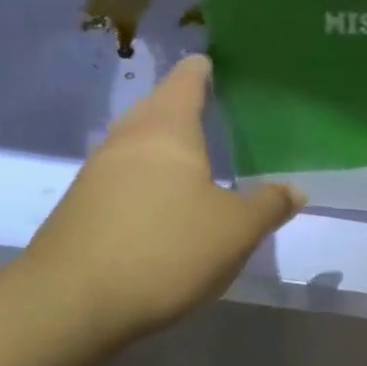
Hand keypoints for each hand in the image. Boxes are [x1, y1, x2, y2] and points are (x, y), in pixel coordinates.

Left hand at [20, 54, 304, 344]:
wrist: (71, 303)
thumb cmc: (166, 249)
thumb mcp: (237, 230)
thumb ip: (269, 205)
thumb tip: (295, 190)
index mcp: (168, 131)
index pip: (186, 81)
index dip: (202, 70)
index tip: (215, 62)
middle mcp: (128, 141)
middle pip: (155, 107)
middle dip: (181, 104)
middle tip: (212, 108)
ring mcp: (97, 173)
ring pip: (136, 142)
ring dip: (162, 142)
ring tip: (192, 154)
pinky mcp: (81, 206)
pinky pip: (122, 174)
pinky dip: (146, 174)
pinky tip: (162, 198)